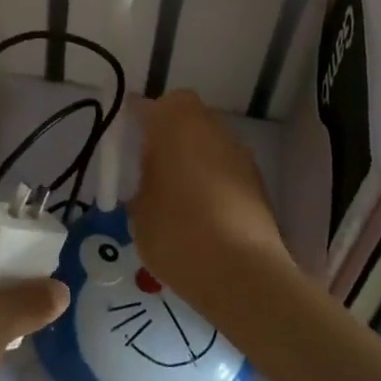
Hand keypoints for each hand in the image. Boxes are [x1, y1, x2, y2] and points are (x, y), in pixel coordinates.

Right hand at [130, 90, 291, 312]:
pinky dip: (211, 175)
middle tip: (149, 160)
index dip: (133, 118)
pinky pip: (224, 164)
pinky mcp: (257, 180)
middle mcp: (210, 127)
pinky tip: (200, 208)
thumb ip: (143, 182)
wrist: (243, 274)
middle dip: (167, 129)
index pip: (147, 106)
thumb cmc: (178, 233)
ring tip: (175, 188)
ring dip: (192, 152)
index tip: (123, 138)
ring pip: (208, 138)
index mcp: (175, 124)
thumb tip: (151, 176)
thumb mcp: (140, 210)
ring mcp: (238, 152)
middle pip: (184, 113)